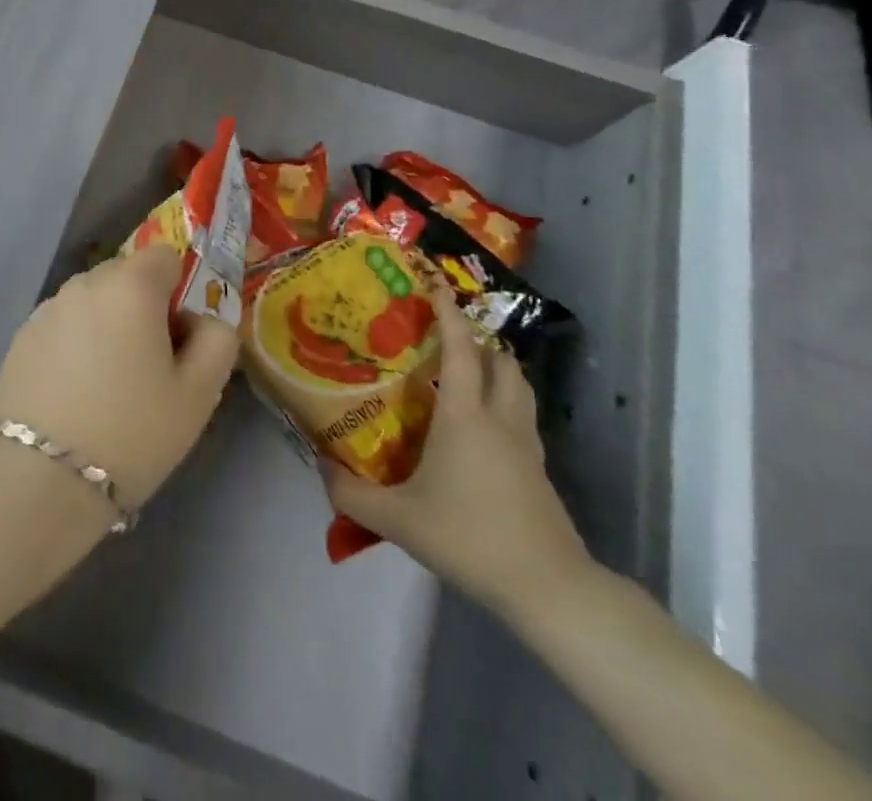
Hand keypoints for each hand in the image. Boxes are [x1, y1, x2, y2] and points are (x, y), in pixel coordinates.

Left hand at [0, 243, 239, 509]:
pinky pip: (63, 326)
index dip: (178, 291)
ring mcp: (47, 308)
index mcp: (130, 285)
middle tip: (148, 368)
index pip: (164, 257)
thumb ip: (217, 341)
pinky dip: (75, 345)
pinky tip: (74, 395)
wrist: (39, 478)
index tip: (177, 339)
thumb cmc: (132, 431)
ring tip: (108, 387)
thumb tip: (203, 320)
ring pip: (93, 302)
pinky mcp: (21, 338)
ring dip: (107, 325)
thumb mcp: (199, 394)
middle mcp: (84, 283)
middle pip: (126, 277)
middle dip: (142, 308)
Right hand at [321, 303, 590, 618]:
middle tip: (444, 334)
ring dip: (496, 366)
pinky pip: (522, 416)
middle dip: (476, 337)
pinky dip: (505, 401)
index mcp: (465, 416)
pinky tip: (482, 425)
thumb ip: (351, 493)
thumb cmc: (470, 538)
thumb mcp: (398, 520)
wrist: (549, 588)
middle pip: (499, 360)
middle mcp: (499, 419)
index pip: (460, 348)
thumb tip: (321, 466)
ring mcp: (526, 445)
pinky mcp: (538, 470)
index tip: (433, 283)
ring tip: (467, 369)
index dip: (448, 311)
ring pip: (518, 386)